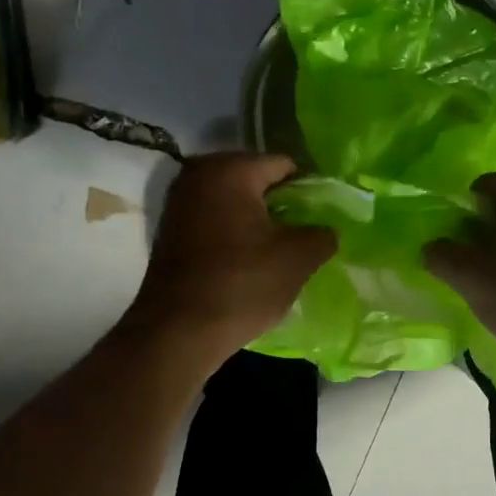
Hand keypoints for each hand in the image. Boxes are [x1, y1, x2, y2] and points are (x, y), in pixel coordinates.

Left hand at [121, 153, 335, 369]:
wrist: (179, 331)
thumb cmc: (242, 285)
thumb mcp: (297, 259)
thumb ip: (322, 235)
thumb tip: (326, 231)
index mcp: (230, 169)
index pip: (284, 164)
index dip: (309, 189)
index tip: (323, 217)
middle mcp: (197, 175)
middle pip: (256, 181)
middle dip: (281, 205)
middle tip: (303, 235)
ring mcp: (178, 203)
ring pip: (234, 204)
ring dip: (256, 222)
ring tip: (279, 252)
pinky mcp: (170, 232)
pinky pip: (214, 223)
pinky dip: (233, 236)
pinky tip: (249, 262)